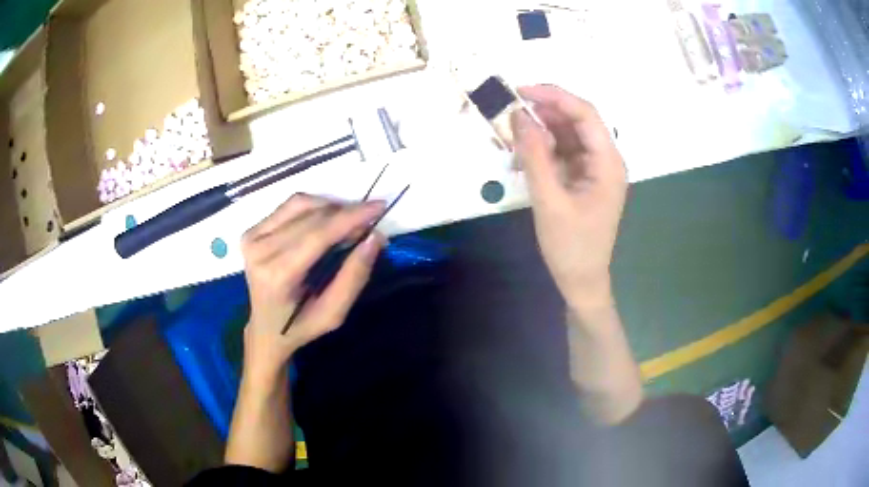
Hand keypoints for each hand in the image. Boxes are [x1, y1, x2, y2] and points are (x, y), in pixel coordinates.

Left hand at [240, 194, 385, 377]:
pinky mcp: (251, 231)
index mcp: (277, 275)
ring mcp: (252, 237)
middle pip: (310, 216)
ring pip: (300, 204)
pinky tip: (327, 219)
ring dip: (331, 206)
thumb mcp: (333, 314)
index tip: (379, 206)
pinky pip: (289, 206)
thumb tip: (375, 237)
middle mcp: (259, 250)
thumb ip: (354, 277)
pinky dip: (314, 207)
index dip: (350, 217)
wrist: (265, 329)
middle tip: (370, 221)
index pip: (318, 235)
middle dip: (346, 213)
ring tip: (350, 220)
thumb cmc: (300, 327)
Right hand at [512, 85, 626, 311]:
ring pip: (570, 134)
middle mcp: (607, 160)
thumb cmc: (570, 246)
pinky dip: (546, 148)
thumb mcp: (549, 200)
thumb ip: (534, 155)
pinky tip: (526, 154)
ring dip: (544, 129)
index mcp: (608, 163)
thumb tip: (519, 116)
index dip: (555, 97)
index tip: (522, 90)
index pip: (586, 114)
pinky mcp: (585, 178)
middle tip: (512, 111)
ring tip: (515, 134)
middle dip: (546, 111)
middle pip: (579, 121)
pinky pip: (565, 152)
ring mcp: (596, 169)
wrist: (581, 280)